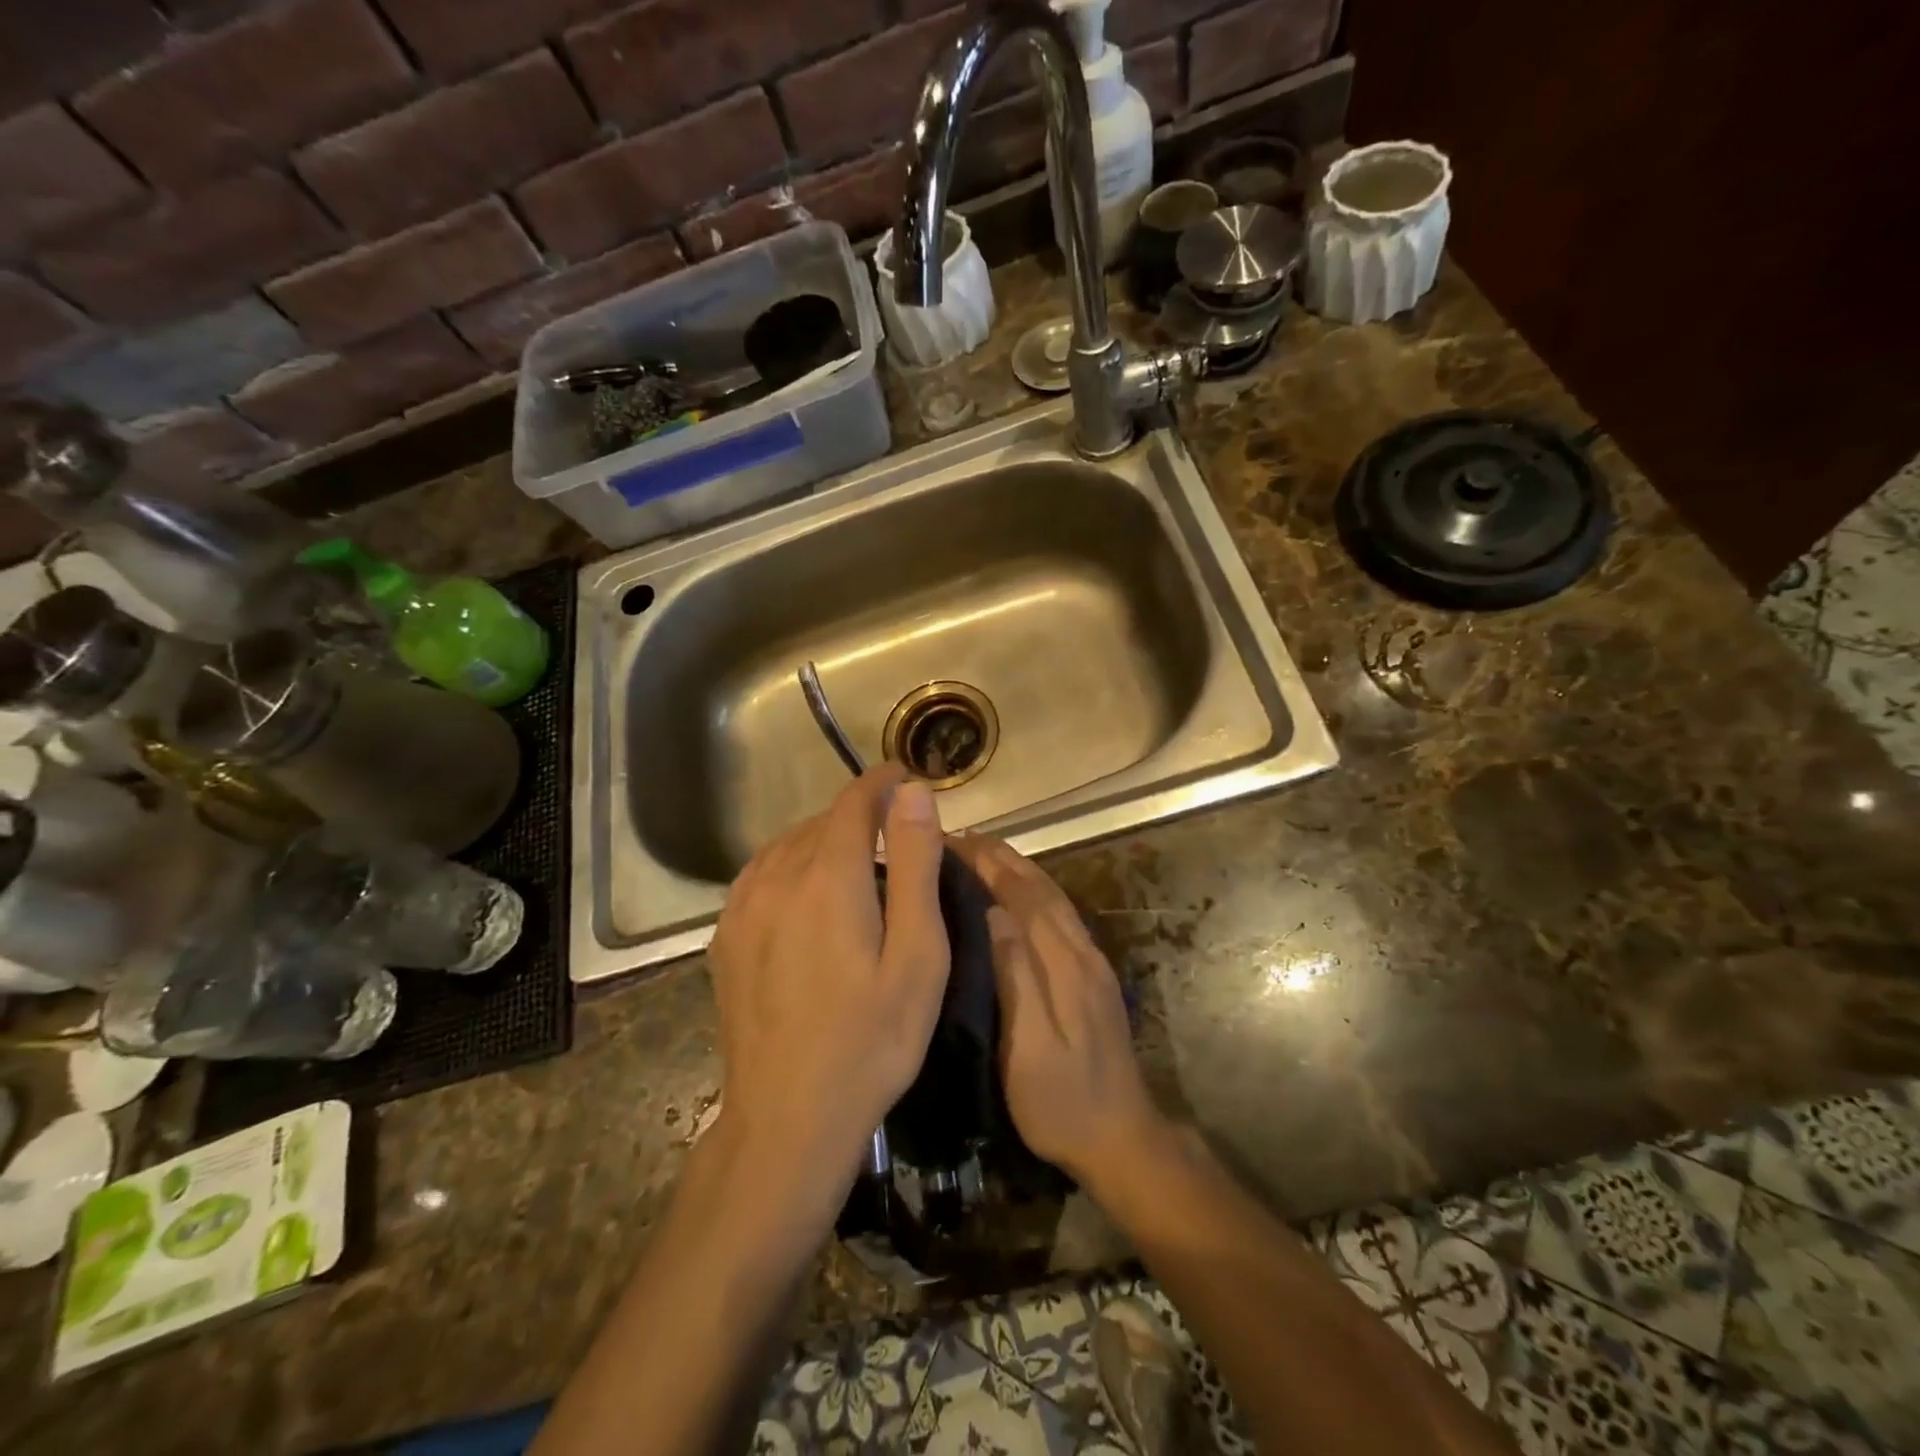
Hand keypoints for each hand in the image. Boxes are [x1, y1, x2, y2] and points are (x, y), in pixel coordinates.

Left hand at [707, 766, 948, 1214]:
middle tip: (894, 833)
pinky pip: (760, 875)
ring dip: (823, 839)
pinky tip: (805, 893)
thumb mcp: (917, 955)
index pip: (854, 802)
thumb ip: (915, 866)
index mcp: (829, 877)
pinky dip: (790, 865)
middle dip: (859, 814)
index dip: (880, 782)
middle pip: (821, 822)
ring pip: (787, 845)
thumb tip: (912, 793)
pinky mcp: (725, 937)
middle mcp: (777, 878)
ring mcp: (743, 908)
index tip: (904, 776)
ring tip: (856, 859)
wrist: (787, 1120)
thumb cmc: (871, 1040)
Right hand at [948, 834, 1170, 1192]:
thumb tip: (995, 911)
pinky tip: (1021, 893)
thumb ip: (1016, 976)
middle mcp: (1081, 952)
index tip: (954, 841)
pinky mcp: (1094, 975)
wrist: (1123, 1139)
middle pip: (1041, 890)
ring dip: (1021, 869)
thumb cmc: (1062, 1102)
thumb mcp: (1029, 1049)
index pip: (1023, 897)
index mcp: (1064, 965)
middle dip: (1004, 858)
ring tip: (987, 851)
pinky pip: (1061, 915)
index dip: (990, 865)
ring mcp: (1092, 962)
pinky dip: (1037, 891)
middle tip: (963, 836)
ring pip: (1054, 899)